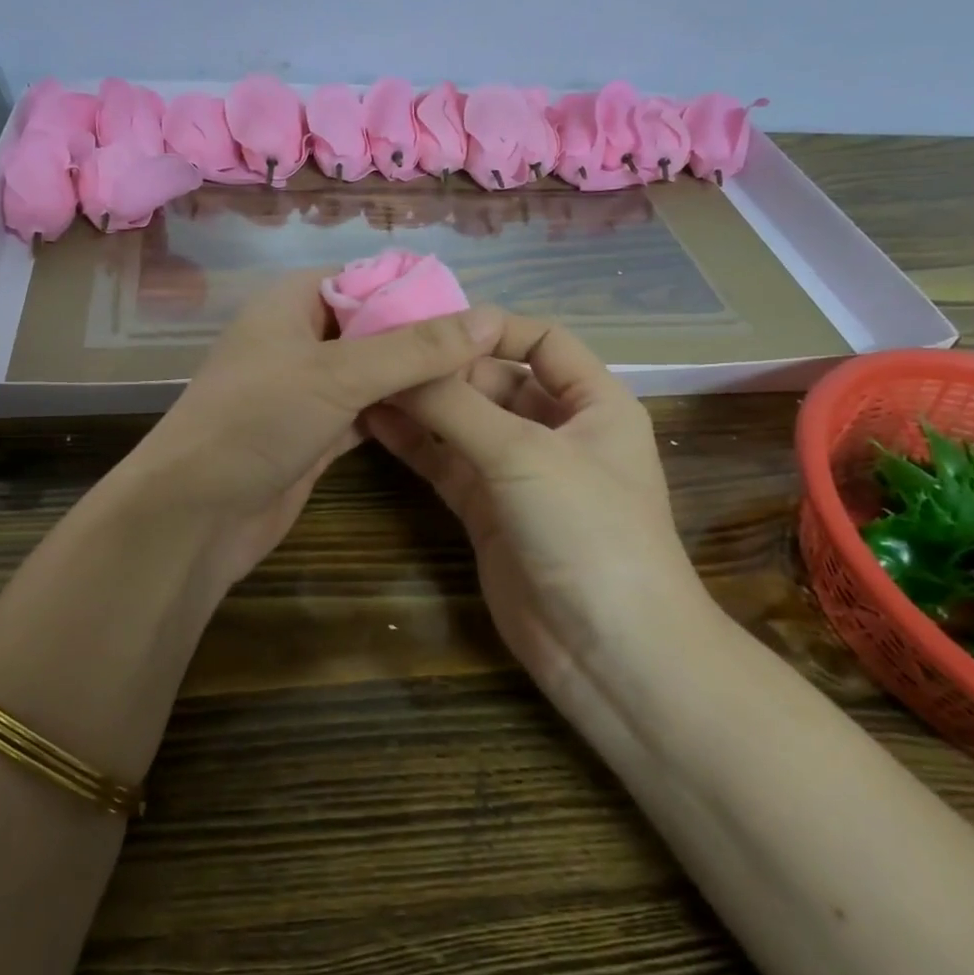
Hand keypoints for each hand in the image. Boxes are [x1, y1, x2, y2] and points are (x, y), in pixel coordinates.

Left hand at [125, 271, 503, 594]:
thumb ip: (414, 348)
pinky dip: (398, 413)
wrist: (194, 514)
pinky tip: (443, 417)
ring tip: (479, 380)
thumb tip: (488, 318)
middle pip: (372, 327)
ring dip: (414, 378)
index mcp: (291, 303)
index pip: (364, 279)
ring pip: (371, 373)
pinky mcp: (313, 434)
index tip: (474, 310)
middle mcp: (297, 340)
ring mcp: (304, 390)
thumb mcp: (339, 374)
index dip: (415, 290)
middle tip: (488, 351)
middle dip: (423, 337)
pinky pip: (365, 412)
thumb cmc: (258, 420)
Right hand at [365, 314, 718, 713]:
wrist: (608, 651)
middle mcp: (556, 430)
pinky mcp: (486, 511)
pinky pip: (446, 463)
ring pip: (464, 422)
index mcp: (593, 402)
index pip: (542, 341)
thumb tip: (399, 361)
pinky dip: (415, 443)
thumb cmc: (587, 530)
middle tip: (380, 349)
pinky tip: (373, 422)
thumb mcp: (524, 454)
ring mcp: (518, 473)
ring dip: (422, 404)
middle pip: (494, 380)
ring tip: (364, 378)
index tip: (430, 323)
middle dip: (444, 367)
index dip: (491, 327)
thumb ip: (457, 405)